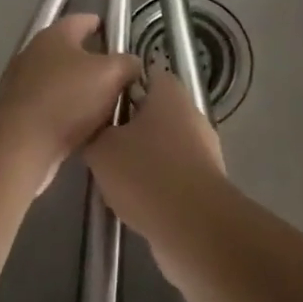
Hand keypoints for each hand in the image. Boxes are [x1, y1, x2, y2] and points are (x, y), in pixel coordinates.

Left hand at [0, 15, 141, 187]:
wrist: (21, 144)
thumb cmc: (68, 98)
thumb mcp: (111, 75)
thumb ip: (127, 63)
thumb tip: (132, 63)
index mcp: (55, 35)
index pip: (83, 20)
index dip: (102, 25)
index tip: (118, 37)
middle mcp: (34, 53)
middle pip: (71, 52)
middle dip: (95, 64)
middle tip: (120, 79)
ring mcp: (22, 83)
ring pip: (61, 82)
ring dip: (81, 92)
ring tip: (106, 107)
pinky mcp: (18, 112)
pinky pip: (51, 107)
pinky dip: (67, 114)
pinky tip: (84, 129)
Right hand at [87, 70, 225, 189]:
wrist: (193, 226)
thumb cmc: (145, 173)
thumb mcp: (102, 149)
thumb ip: (94, 131)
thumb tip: (95, 129)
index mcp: (169, 93)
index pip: (144, 74)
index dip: (120, 85)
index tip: (99, 102)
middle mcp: (191, 113)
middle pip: (154, 111)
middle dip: (129, 125)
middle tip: (101, 141)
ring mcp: (204, 148)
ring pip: (164, 143)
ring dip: (143, 156)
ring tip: (114, 175)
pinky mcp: (207, 180)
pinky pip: (175, 172)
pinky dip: (157, 182)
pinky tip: (136, 200)